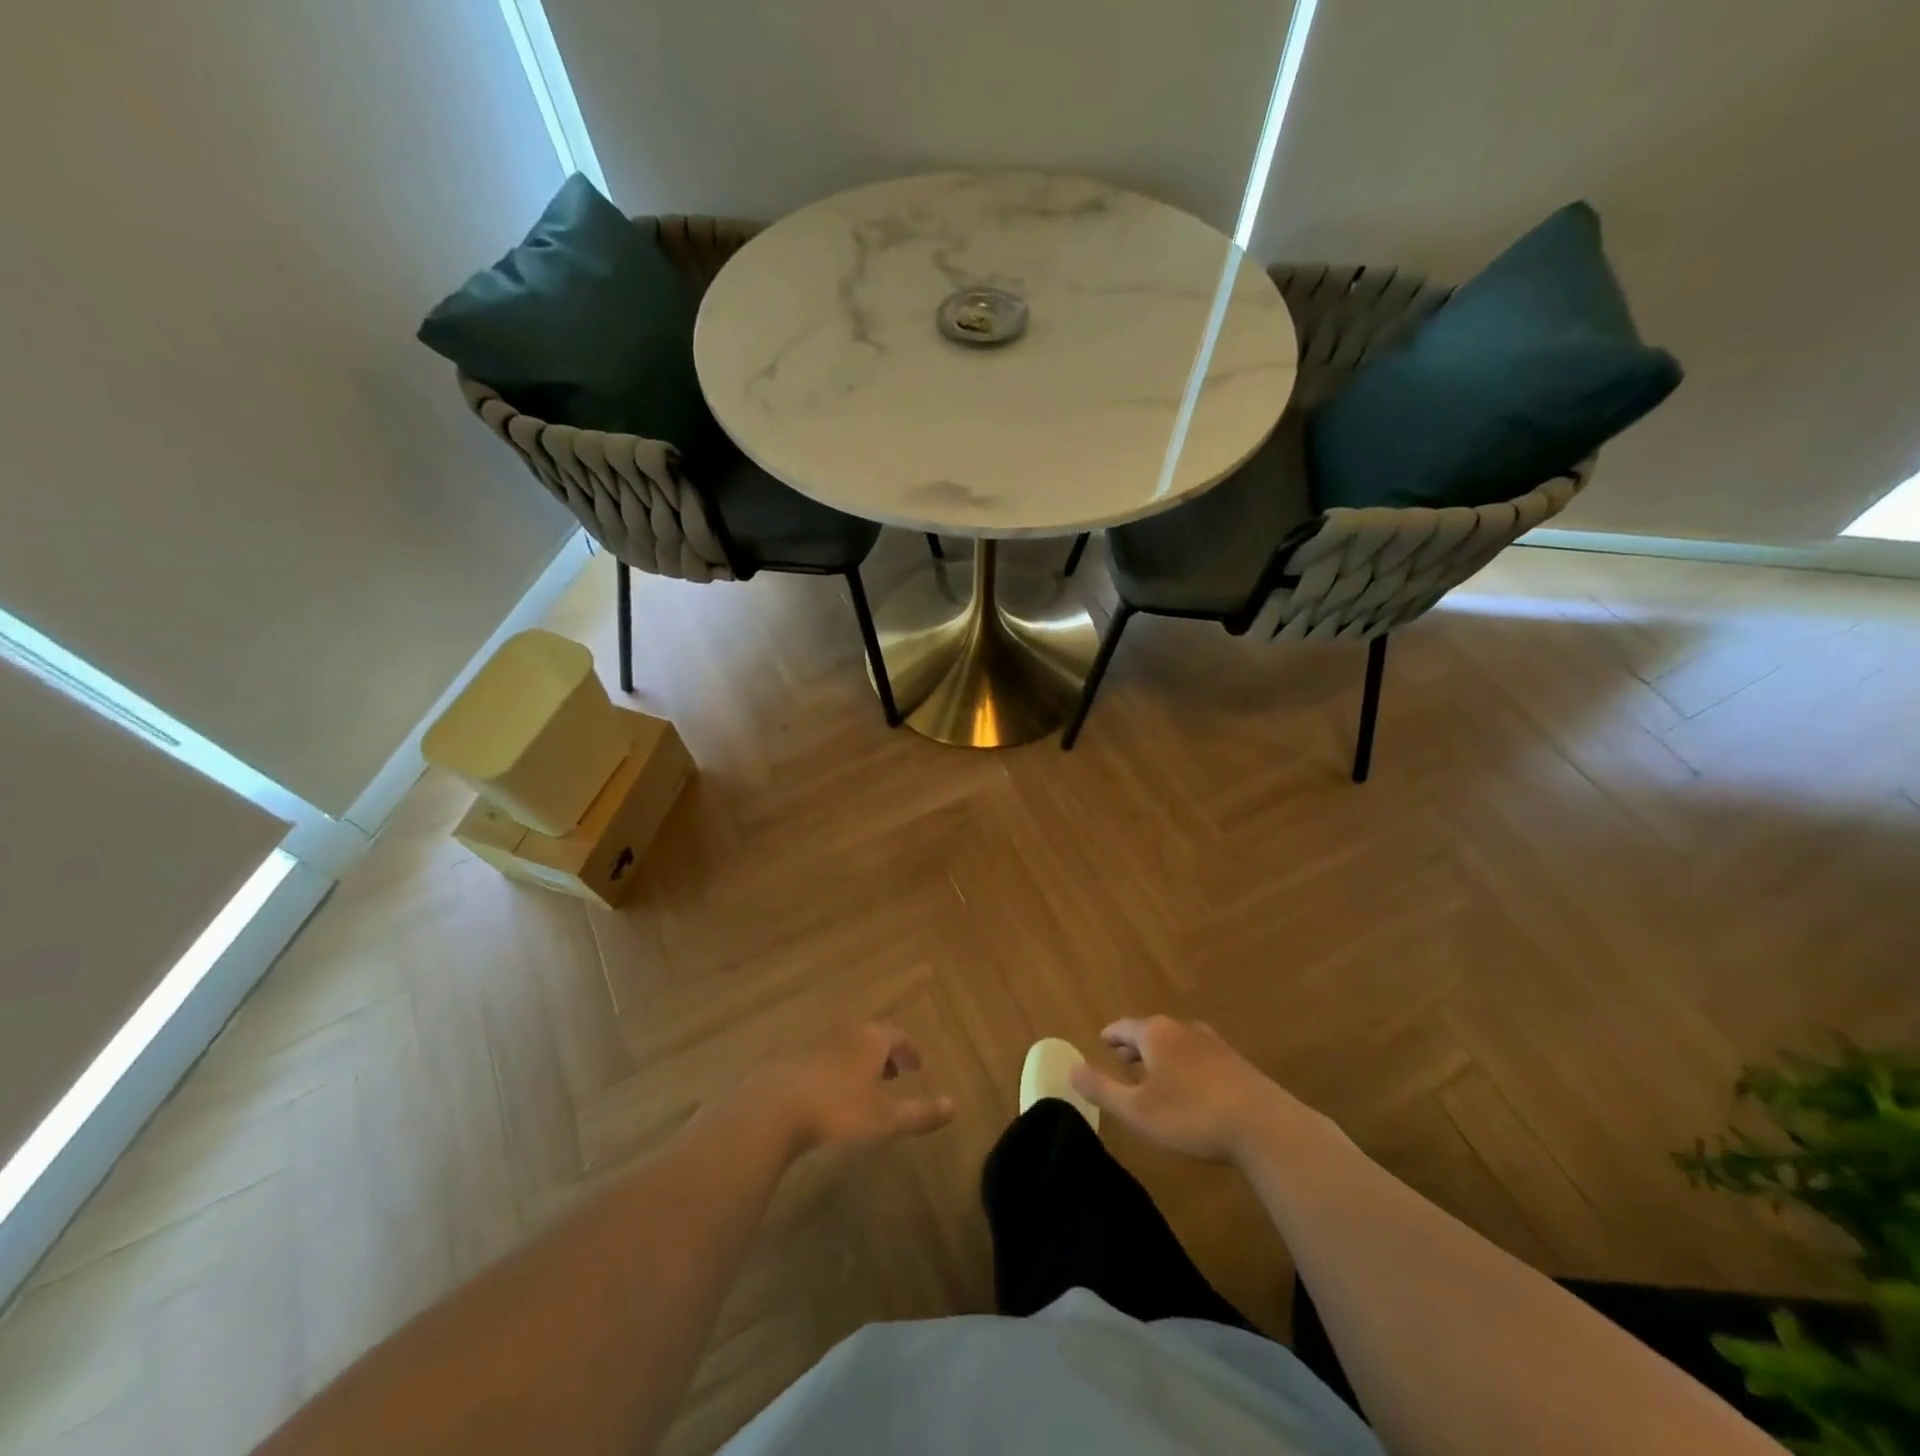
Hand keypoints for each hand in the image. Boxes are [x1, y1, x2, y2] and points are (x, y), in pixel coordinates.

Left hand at [750, 1022, 955, 1158]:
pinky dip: (830, 1073)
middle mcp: (842, 1034)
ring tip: (860, 1088)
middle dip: (884, 1055)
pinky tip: (824, 1097)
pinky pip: (817, 1062)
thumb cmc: (837, 1111)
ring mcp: (811, 1045)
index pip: (897, 1035)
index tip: (918, 1066)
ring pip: (842, 1048)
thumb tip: (955, 1105)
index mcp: (869, 1040)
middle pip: (869, 1037)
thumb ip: (921, 1113)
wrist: (770, 1110)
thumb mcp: (886, 1119)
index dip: (909, 1050)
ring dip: (856, 1063)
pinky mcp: (786, 1061)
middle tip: (893, 1075)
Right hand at [1070, 1016, 1304, 1163]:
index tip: (1102, 1042)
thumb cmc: (1192, 1115)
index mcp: (1156, 1034)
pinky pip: (1198, 1056)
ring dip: (1161, 1057)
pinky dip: (1184, 1065)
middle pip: (1151, 1031)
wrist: (1264, 1127)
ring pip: (1177, 1043)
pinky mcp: (1235, 1062)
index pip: (1124, 1027)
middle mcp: (1183, 1029)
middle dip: (1135, 1046)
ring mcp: (1213, 1043)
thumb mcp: (1137, 1110)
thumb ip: (1102, 1088)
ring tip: (1153, 1077)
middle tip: (1123, 1063)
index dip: (1111, 1036)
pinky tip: (1189, 1090)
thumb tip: (1071, 1068)